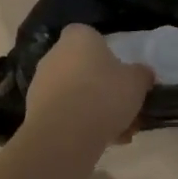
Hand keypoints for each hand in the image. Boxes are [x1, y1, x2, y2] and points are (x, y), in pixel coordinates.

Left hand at [25, 24, 154, 145]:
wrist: (64, 133)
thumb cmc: (104, 95)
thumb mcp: (137, 82)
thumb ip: (141, 74)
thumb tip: (142, 74)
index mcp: (78, 37)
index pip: (92, 37)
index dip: (108, 55)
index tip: (122, 75)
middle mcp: (54, 55)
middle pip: (84, 68)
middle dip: (104, 89)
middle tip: (125, 109)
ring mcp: (42, 83)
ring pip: (76, 94)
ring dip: (96, 111)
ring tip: (120, 133)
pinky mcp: (35, 110)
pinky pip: (65, 114)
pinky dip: (82, 125)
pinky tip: (103, 142)